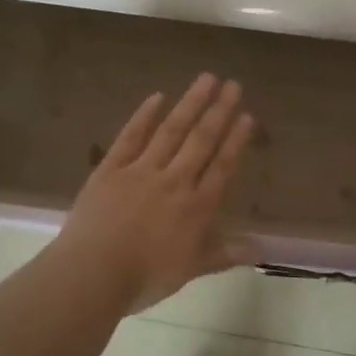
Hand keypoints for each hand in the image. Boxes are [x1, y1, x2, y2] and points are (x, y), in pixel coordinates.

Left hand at [55, 73, 255, 312]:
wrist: (92, 274)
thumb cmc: (145, 277)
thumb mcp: (193, 269)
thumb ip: (227, 254)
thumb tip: (263, 249)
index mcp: (196, 206)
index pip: (221, 166)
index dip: (236, 140)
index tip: (247, 115)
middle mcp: (174, 181)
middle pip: (201, 141)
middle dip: (218, 111)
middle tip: (233, 84)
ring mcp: (141, 170)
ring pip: (171, 131)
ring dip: (190, 103)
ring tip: (206, 78)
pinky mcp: (111, 168)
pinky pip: (131, 136)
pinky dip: (144, 116)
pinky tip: (157, 96)